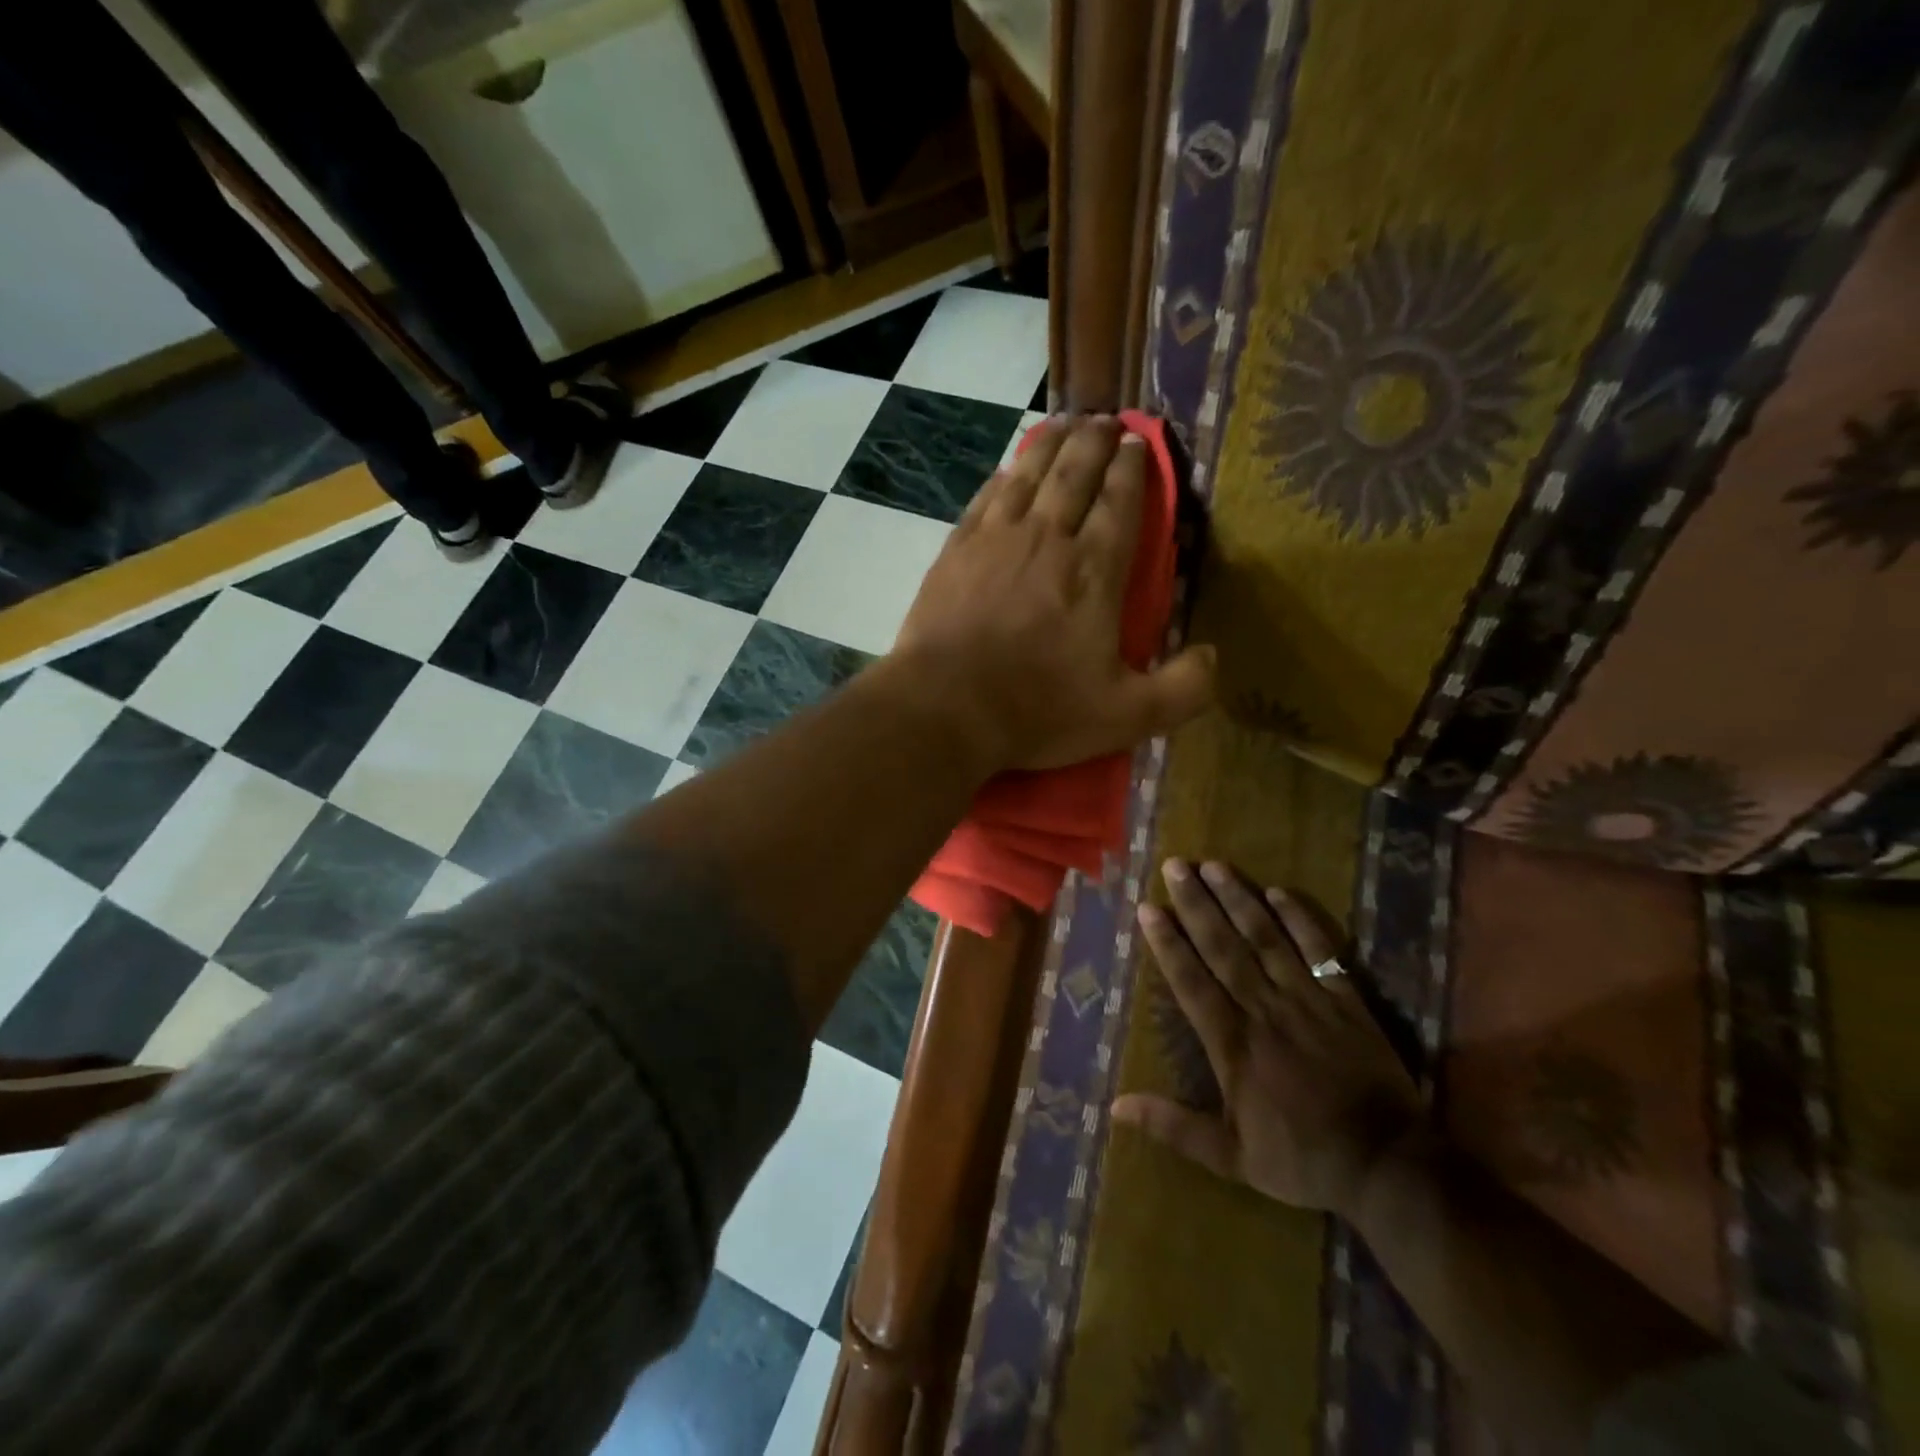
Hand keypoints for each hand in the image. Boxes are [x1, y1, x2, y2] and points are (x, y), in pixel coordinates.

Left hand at [890, 415, 1214, 771]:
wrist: (945, 707)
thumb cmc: (1037, 711)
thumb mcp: (1126, 716)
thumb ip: (1182, 689)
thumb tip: (1215, 656)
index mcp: (1094, 571)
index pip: (1121, 503)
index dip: (1134, 469)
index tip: (1139, 442)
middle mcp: (1047, 539)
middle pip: (1075, 473)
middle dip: (1096, 441)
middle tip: (1107, 419)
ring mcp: (996, 539)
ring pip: (1029, 474)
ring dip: (1051, 443)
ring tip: (1065, 423)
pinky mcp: (956, 550)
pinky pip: (987, 496)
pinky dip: (1005, 474)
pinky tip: (1010, 468)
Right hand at [1112, 859, 1422, 1216]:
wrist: (1387, 1165)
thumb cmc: (1302, 1159)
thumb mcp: (1231, 1157)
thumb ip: (1174, 1126)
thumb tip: (1116, 1107)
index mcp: (1232, 1043)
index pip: (1190, 981)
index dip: (1167, 943)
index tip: (1148, 907)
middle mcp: (1263, 1009)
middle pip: (1223, 947)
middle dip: (1196, 903)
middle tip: (1175, 865)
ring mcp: (1306, 999)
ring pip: (1265, 939)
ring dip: (1238, 900)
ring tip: (1214, 865)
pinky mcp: (1345, 999)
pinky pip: (1319, 951)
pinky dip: (1300, 920)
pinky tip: (1278, 892)